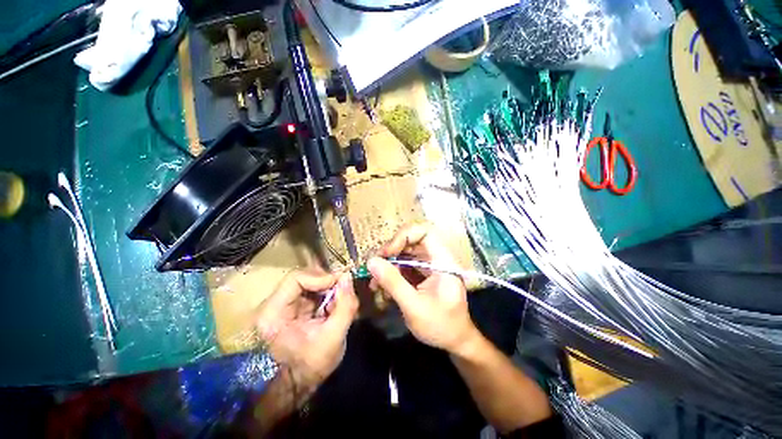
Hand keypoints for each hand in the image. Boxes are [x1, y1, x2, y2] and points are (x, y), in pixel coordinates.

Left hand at [255, 270, 357, 393]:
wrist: (299, 383)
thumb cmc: (312, 365)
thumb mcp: (334, 337)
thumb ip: (345, 306)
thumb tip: (348, 277)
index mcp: (274, 313)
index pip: (296, 278)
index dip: (320, 277)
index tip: (341, 284)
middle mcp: (274, 304)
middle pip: (304, 277)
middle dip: (327, 283)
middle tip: (345, 291)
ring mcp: (283, 304)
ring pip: (310, 281)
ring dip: (329, 288)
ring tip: (341, 300)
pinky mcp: (294, 306)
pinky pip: (313, 290)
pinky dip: (327, 294)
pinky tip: (334, 306)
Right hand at [367, 223, 479, 354]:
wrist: (454, 340)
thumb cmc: (441, 326)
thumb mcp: (414, 306)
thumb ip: (393, 283)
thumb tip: (371, 261)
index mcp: (443, 261)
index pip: (426, 232)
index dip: (405, 236)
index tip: (388, 252)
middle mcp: (437, 258)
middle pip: (413, 239)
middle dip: (392, 250)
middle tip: (376, 265)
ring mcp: (430, 265)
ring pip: (406, 251)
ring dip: (389, 262)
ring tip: (375, 279)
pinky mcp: (423, 272)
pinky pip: (405, 264)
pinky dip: (392, 271)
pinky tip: (382, 285)